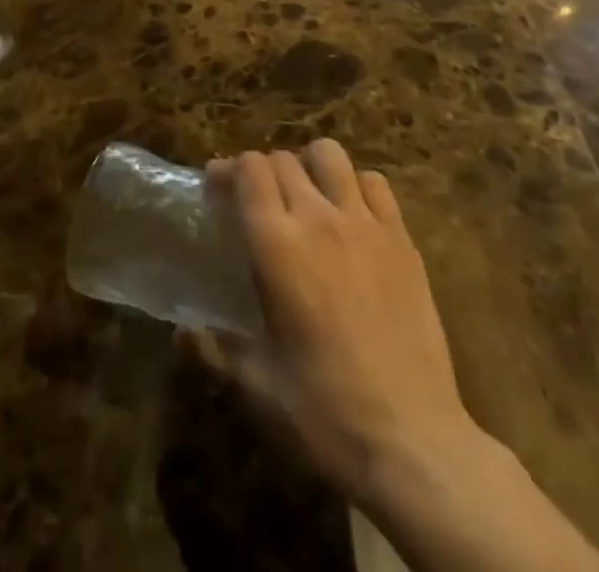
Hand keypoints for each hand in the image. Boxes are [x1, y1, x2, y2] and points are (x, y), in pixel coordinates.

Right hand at [197, 141, 481, 512]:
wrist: (415, 444)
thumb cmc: (325, 412)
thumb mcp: (258, 384)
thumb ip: (217, 348)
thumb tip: (183, 332)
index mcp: (276, 243)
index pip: (249, 169)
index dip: (229, 170)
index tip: (217, 187)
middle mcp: (318, 218)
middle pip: (283, 159)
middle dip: (263, 170)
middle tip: (257, 200)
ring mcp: (366, 224)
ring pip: (330, 155)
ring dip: (310, 166)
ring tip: (306, 195)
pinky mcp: (403, 240)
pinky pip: (376, 184)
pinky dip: (357, 186)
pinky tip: (352, 215)